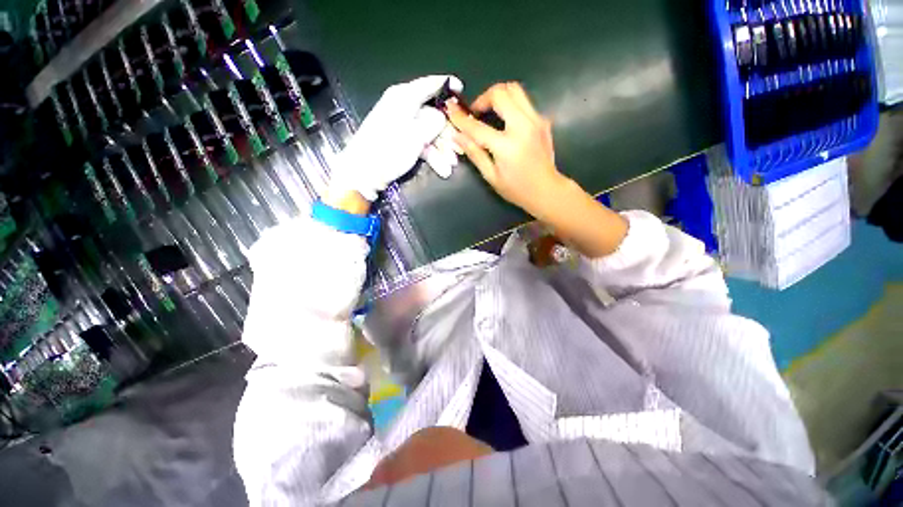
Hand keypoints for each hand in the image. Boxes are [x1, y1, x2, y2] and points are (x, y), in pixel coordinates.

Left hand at [328, 75, 462, 202]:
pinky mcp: (401, 142)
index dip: (447, 85)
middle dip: (448, 135)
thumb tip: (442, 116)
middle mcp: (403, 107)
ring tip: (451, 165)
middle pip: (433, 115)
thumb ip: (433, 121)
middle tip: (460, 150)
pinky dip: (432, 156)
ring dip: (442, 150)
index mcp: (404, 97)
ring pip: (430, 133)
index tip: (462, 90)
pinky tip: (442, 169)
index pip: (430, 84)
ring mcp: (402, 126)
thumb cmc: (389, 150)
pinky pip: (422, 144)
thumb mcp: (415, 135)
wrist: (364, 173)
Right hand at [446, 82, 565, 217]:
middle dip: (483, 98)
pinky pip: (524, 102)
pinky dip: (511, 105)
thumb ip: (474, 153)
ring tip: (490, 112)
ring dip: (498, 96)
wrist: (547, 190)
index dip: (460, 118)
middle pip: (500, 93)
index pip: (477, 127)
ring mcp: (536, 120)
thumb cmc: (517, 189)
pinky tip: (506, 123)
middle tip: (476, 113)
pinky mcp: (543, 120)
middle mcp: (523, 126)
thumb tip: (457, 136)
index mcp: (507, 146)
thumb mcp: (491, 176)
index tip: (450, 109)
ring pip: (515, 90)